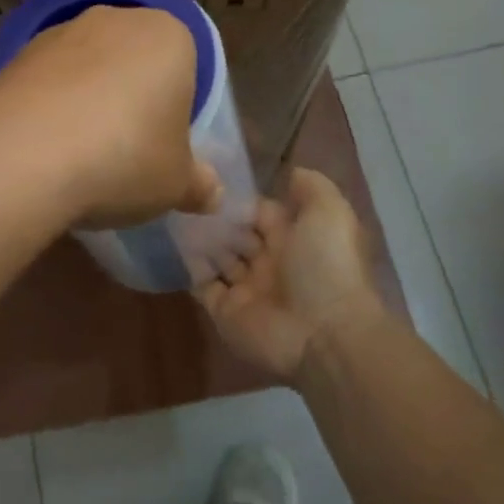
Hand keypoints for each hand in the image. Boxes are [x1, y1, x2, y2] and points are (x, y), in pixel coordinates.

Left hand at [0, 6, 221, 228]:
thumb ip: (198, 184)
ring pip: (87, 67)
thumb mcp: (176, 183)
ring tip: (78, 153)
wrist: (24, 155)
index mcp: (168, 35)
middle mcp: (115, 18)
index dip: (177, 106)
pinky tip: (43, 147)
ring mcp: (60, 31)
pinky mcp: (15, 53)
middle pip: (134, 59)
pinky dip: (50, 105)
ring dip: (87, 99)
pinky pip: (47, 80)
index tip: (163, 144)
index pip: (185, 63)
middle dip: (131, 96)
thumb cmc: (124, 158)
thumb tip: (212, 193)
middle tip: (125, 149)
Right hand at [195, 168, 387, 383]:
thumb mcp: (330, 212)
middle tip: (186, 194)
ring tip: (174, 211)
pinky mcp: (225, 312)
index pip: (261, 212)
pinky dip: (189, 266)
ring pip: (217, 257)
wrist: (323, 332)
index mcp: (294, 239)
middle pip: (236, 234)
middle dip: (216, 217)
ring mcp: (246, 289)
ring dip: (200, 238)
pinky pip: (202, 285)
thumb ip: (311, 186)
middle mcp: (270, 263)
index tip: (212, 177)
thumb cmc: (326, 265)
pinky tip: (174, 241)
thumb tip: (290, 171)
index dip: (241, 197)